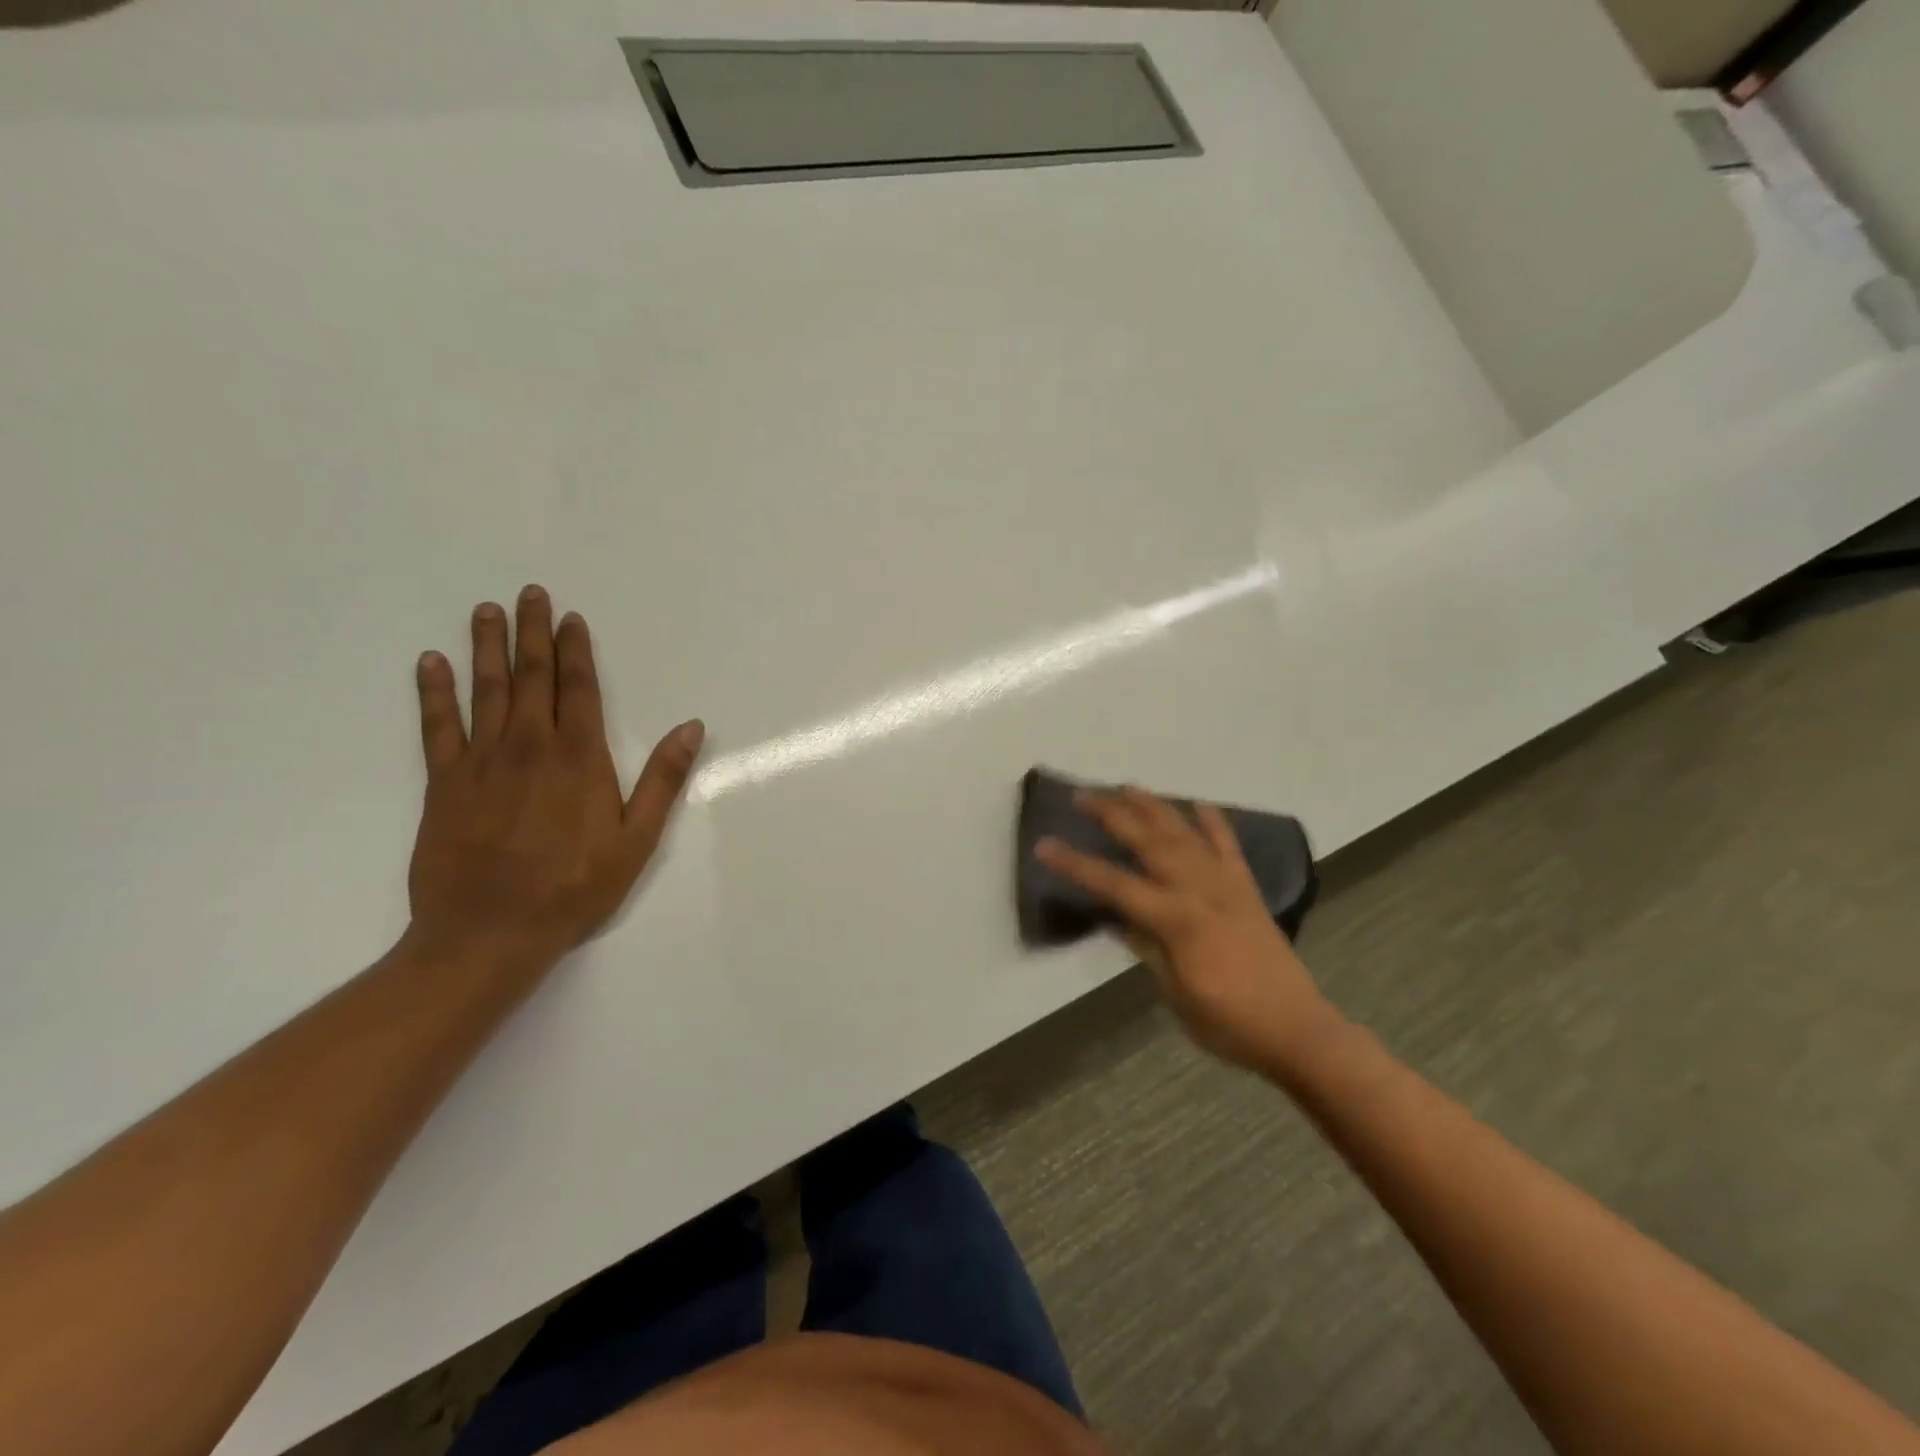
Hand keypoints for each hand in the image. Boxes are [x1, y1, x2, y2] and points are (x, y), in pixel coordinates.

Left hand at [405, 584, 703, 971]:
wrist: (489, 933)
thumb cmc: (574, 888)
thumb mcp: (637, 839)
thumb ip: (662, 779)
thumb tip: (691, 727)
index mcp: (579, 758)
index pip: (579, 689)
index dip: (576, 650)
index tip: (571, 618)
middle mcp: (530, 747)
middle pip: (532, 678)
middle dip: (532, 634)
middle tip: (528, 595)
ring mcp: (482, 762)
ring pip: (486, 691)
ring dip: (486, 648)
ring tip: (485, 612)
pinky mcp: (444, 784)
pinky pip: (437, 727)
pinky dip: (433, 692)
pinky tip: (430, 663)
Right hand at [1035, 788, 1339, 1073]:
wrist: (1298, 1031)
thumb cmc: (1229, 1022)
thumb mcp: (1175, 993)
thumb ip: (1146, 947)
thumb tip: (1115, 917)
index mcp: (1177, 920)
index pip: (1115, 884)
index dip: (1077, 864)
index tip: (1045, 845)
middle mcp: (1200, 891)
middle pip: (1149, 842)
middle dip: (1113, 815)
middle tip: (1082, 795)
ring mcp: (1227, 886)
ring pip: (1185, 834)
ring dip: (1154, 807)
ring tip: (1127, 786)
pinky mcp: (1247, 890)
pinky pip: (1229, 848)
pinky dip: (1214, 823)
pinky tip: (1199, 804)